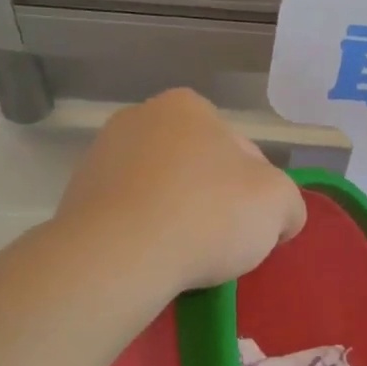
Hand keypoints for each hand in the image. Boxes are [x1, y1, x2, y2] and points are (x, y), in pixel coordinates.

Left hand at [56, 88, 306, 293]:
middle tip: (224, 245)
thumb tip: (280, 217)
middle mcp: (140, 117)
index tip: (255, 228)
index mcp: (188, 107)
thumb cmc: (207, 215)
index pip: (243, 152)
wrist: (118, 255)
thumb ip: (289, 203)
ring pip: (162, 191)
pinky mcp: (78, 196)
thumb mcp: (279, 204)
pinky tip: (151, 258)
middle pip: (199, 168)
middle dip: (214, 201)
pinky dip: (144, 232)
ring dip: (178, 216)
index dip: (258, 194)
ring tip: (185, 257)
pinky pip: (129, 214)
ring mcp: (102, 156)